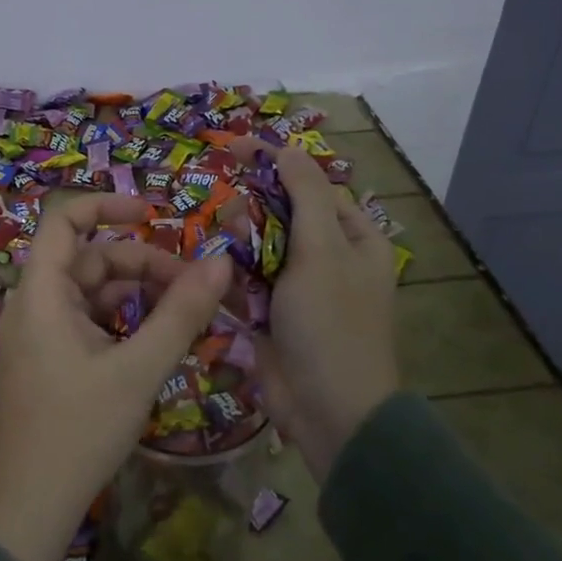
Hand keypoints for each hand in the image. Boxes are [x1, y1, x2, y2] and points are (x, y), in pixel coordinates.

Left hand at [0, 195, 232, 560]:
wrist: (31, 506)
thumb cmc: (80, 430)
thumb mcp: (139, 369)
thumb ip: (181, 314)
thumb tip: (222, 263)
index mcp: (41, 293)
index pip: (64, 219)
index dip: (107, 205)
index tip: (153, 213)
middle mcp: (32, 304)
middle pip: (88, 258)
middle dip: (141, 264)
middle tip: (193, 287)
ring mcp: (37, 333)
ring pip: (90, 292)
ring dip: (135, 294)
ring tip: (183, 315)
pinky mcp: (46, 359)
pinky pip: (85, 321)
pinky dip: (120, 321)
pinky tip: (153, 341)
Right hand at [242, 142, 398, 479]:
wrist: (330, 411)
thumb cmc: (332, 323)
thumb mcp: (323, 251)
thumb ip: (304, 195)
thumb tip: (288, 149)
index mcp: (353, 239)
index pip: (310, 186)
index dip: (273, 165)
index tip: (231, 149)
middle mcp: (327, 259)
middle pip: (278, 215)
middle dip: (249, 210)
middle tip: (227, 216)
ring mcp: (297, 289)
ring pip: (255, 249)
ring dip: (235, 244)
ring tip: (220, 252)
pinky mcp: (270, 316)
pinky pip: (243, 283)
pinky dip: (227, 277)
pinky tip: (208, 275)